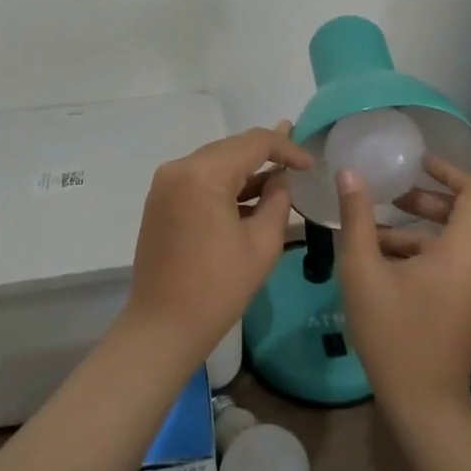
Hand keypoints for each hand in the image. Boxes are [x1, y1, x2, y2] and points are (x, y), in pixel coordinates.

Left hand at [125, 122, 312, 361]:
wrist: (163, 327)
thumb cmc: (218, 288)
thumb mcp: (262, 244)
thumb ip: (278, 201)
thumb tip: (281, 179)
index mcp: (203, 174)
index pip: (253, 143)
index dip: (287, 148)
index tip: (311, 164)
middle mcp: (179, 168)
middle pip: (231, 148)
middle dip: (265, 154)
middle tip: (298, 160)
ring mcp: (165, 184)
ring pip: (215, 162)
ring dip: (245, 169)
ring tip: (280, 174)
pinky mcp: (160, 201)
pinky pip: (199, 179)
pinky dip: (224, 184)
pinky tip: (249, 195)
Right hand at [335, 154, 470, 422]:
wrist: (425, 406)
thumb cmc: (394, 334)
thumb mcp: (364, 272)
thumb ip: (358, 218)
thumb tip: (349, 173)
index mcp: (465, 250)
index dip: (450, 169)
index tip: (416, 164)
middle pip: (464, 211)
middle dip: (425, 197)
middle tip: (388, 192)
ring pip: (452, 237)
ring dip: (416, 226)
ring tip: (372, 226)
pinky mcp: (467, 302)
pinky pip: (450, 260)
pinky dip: (421, 250)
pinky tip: (381, 258)